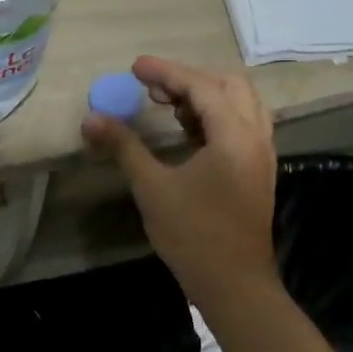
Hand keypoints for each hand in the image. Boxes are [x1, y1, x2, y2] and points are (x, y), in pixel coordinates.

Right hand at [81, 56, 278, 308]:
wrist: (234, 284)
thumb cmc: (193, 235)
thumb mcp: (152, 188)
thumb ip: (124, 147)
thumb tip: (91, 119)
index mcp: (234, 136)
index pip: (201, 87)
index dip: (166, 72)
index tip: (135, 67)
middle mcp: (256, 137)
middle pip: (229, 85)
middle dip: (188, 78)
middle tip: (152, 87)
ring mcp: (261, 155)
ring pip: (240, 104)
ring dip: (205, 95)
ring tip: (168, 105)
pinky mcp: (257, 171)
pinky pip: (242, 125)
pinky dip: (215, 116)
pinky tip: (187, 130)